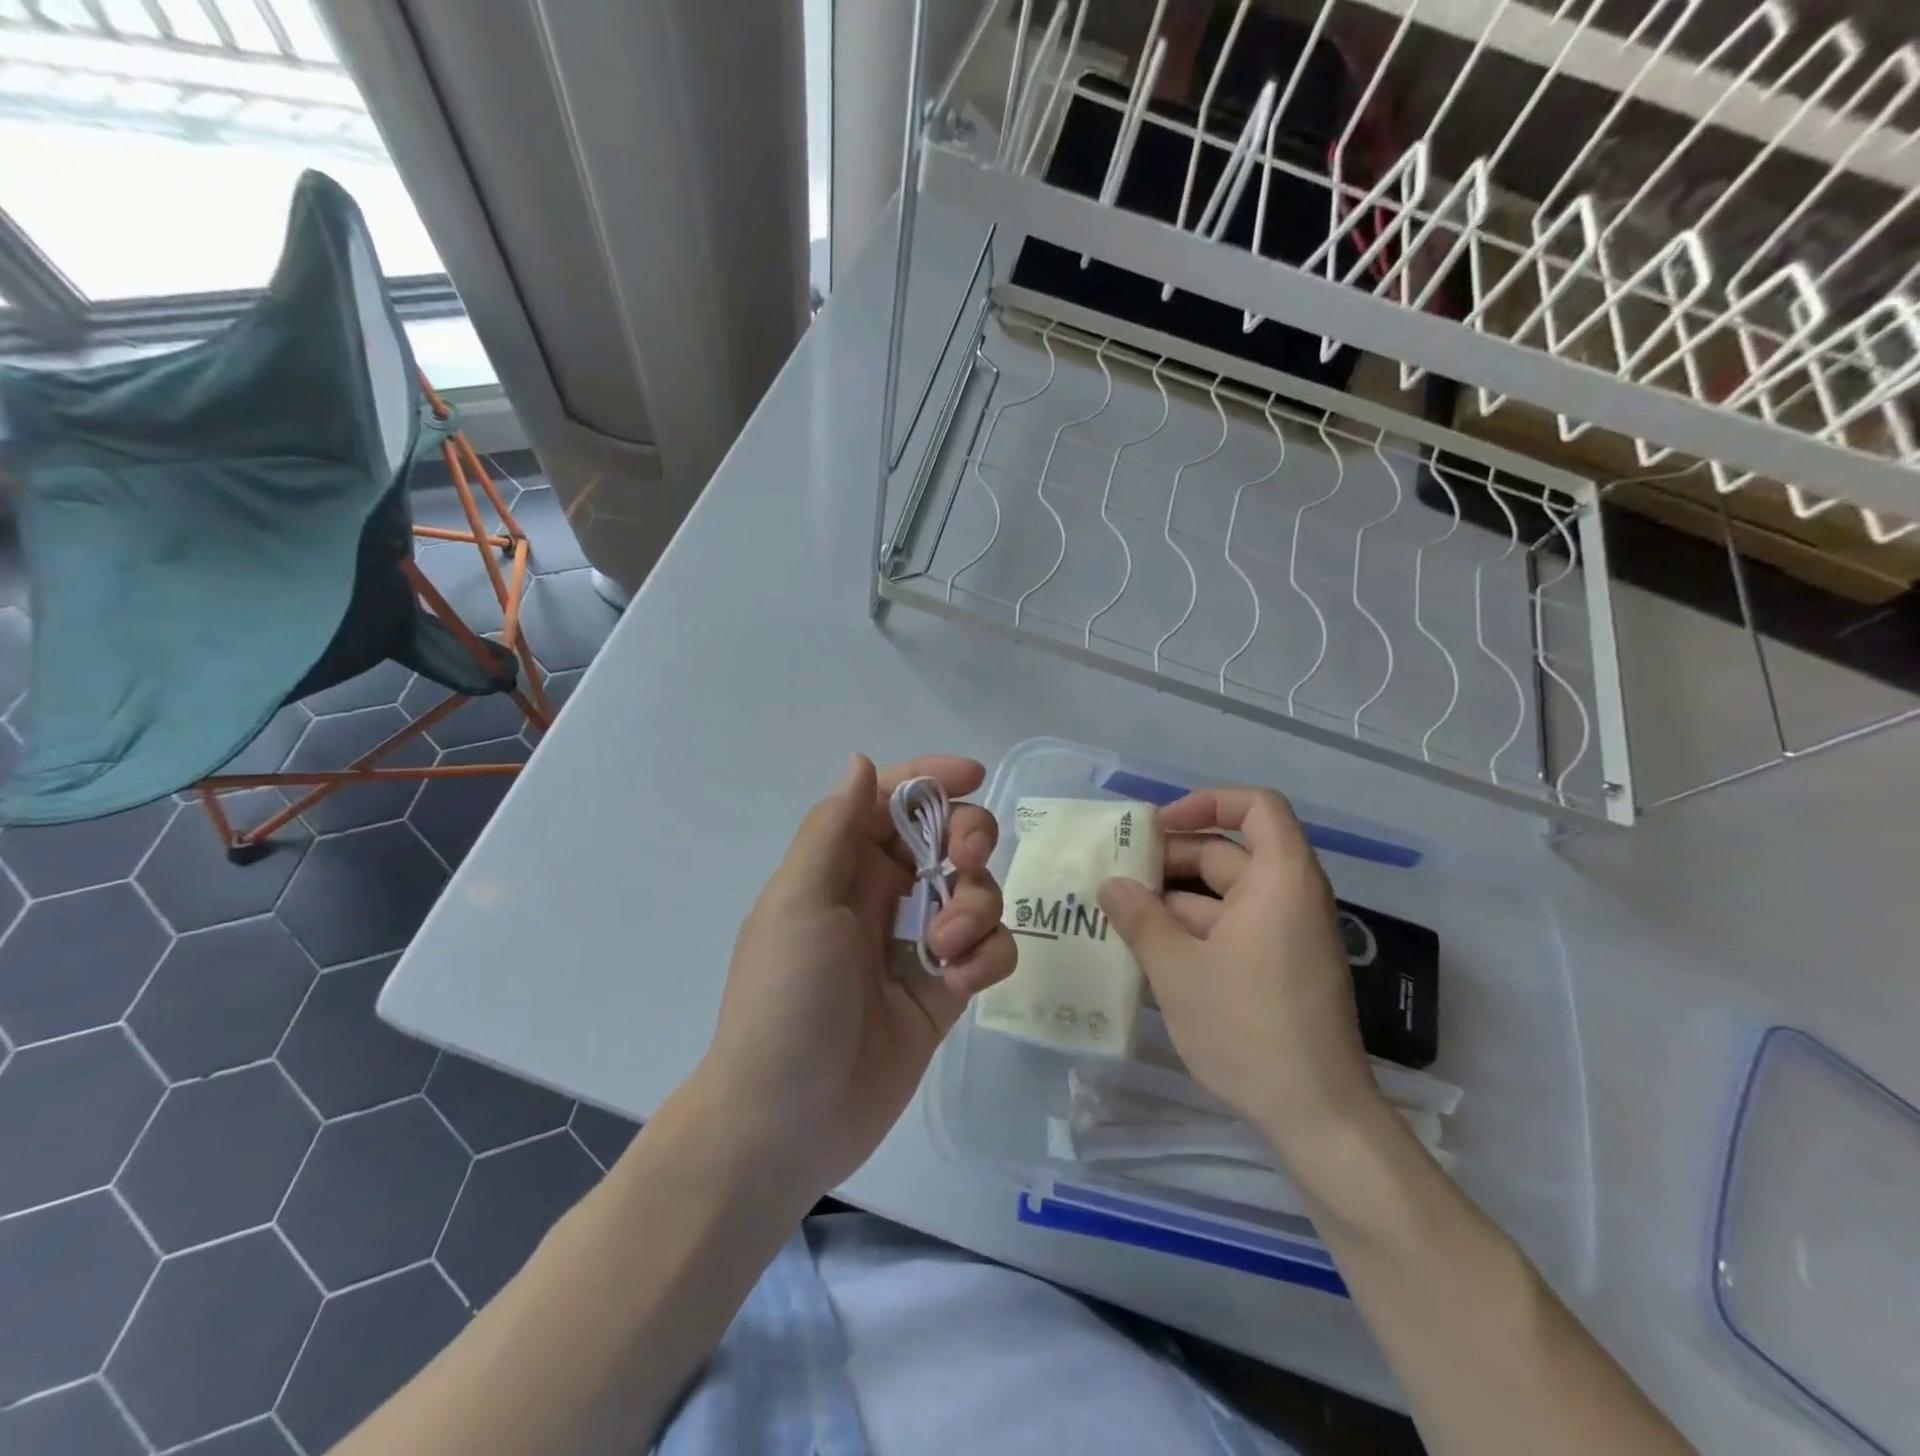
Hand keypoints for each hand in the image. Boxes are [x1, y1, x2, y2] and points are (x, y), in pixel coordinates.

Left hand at [696, 754, 1015, 1197]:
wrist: (787, 1121)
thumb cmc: (786, 998)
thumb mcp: (798, 902)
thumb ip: (833, 828)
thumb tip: (861, 762)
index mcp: (841, 866)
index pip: (892, 801)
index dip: (932, 779)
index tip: (974, 777)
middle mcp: (882, 895)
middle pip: (946, 837)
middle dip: (968, 838)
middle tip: (966, 861)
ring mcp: (918, 943)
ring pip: (977, 891)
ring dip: (977, 906)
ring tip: (946, 949)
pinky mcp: (946, 989)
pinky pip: (989, 950)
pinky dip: (986, 957)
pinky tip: (957, 984)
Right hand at [1096, 787, 1384, 1158]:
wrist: (1317, 1116)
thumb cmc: (1249, 1029)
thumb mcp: (1178, 970)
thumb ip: (1140, 919)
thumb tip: (1110, 884)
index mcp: (1280, 880)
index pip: (1256, 806)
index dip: (1207, 802)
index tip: (1158, 826)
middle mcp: (1288, 897)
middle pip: (1227, 852)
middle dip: (1169, 858)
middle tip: (1115, 874)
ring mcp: (1283, 934)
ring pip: (1221, 895)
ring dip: (1172, 899)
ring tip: (1116, 912)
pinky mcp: (1276, 967)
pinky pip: (1229, 927)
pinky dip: (1190, 930)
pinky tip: (1145, 948)